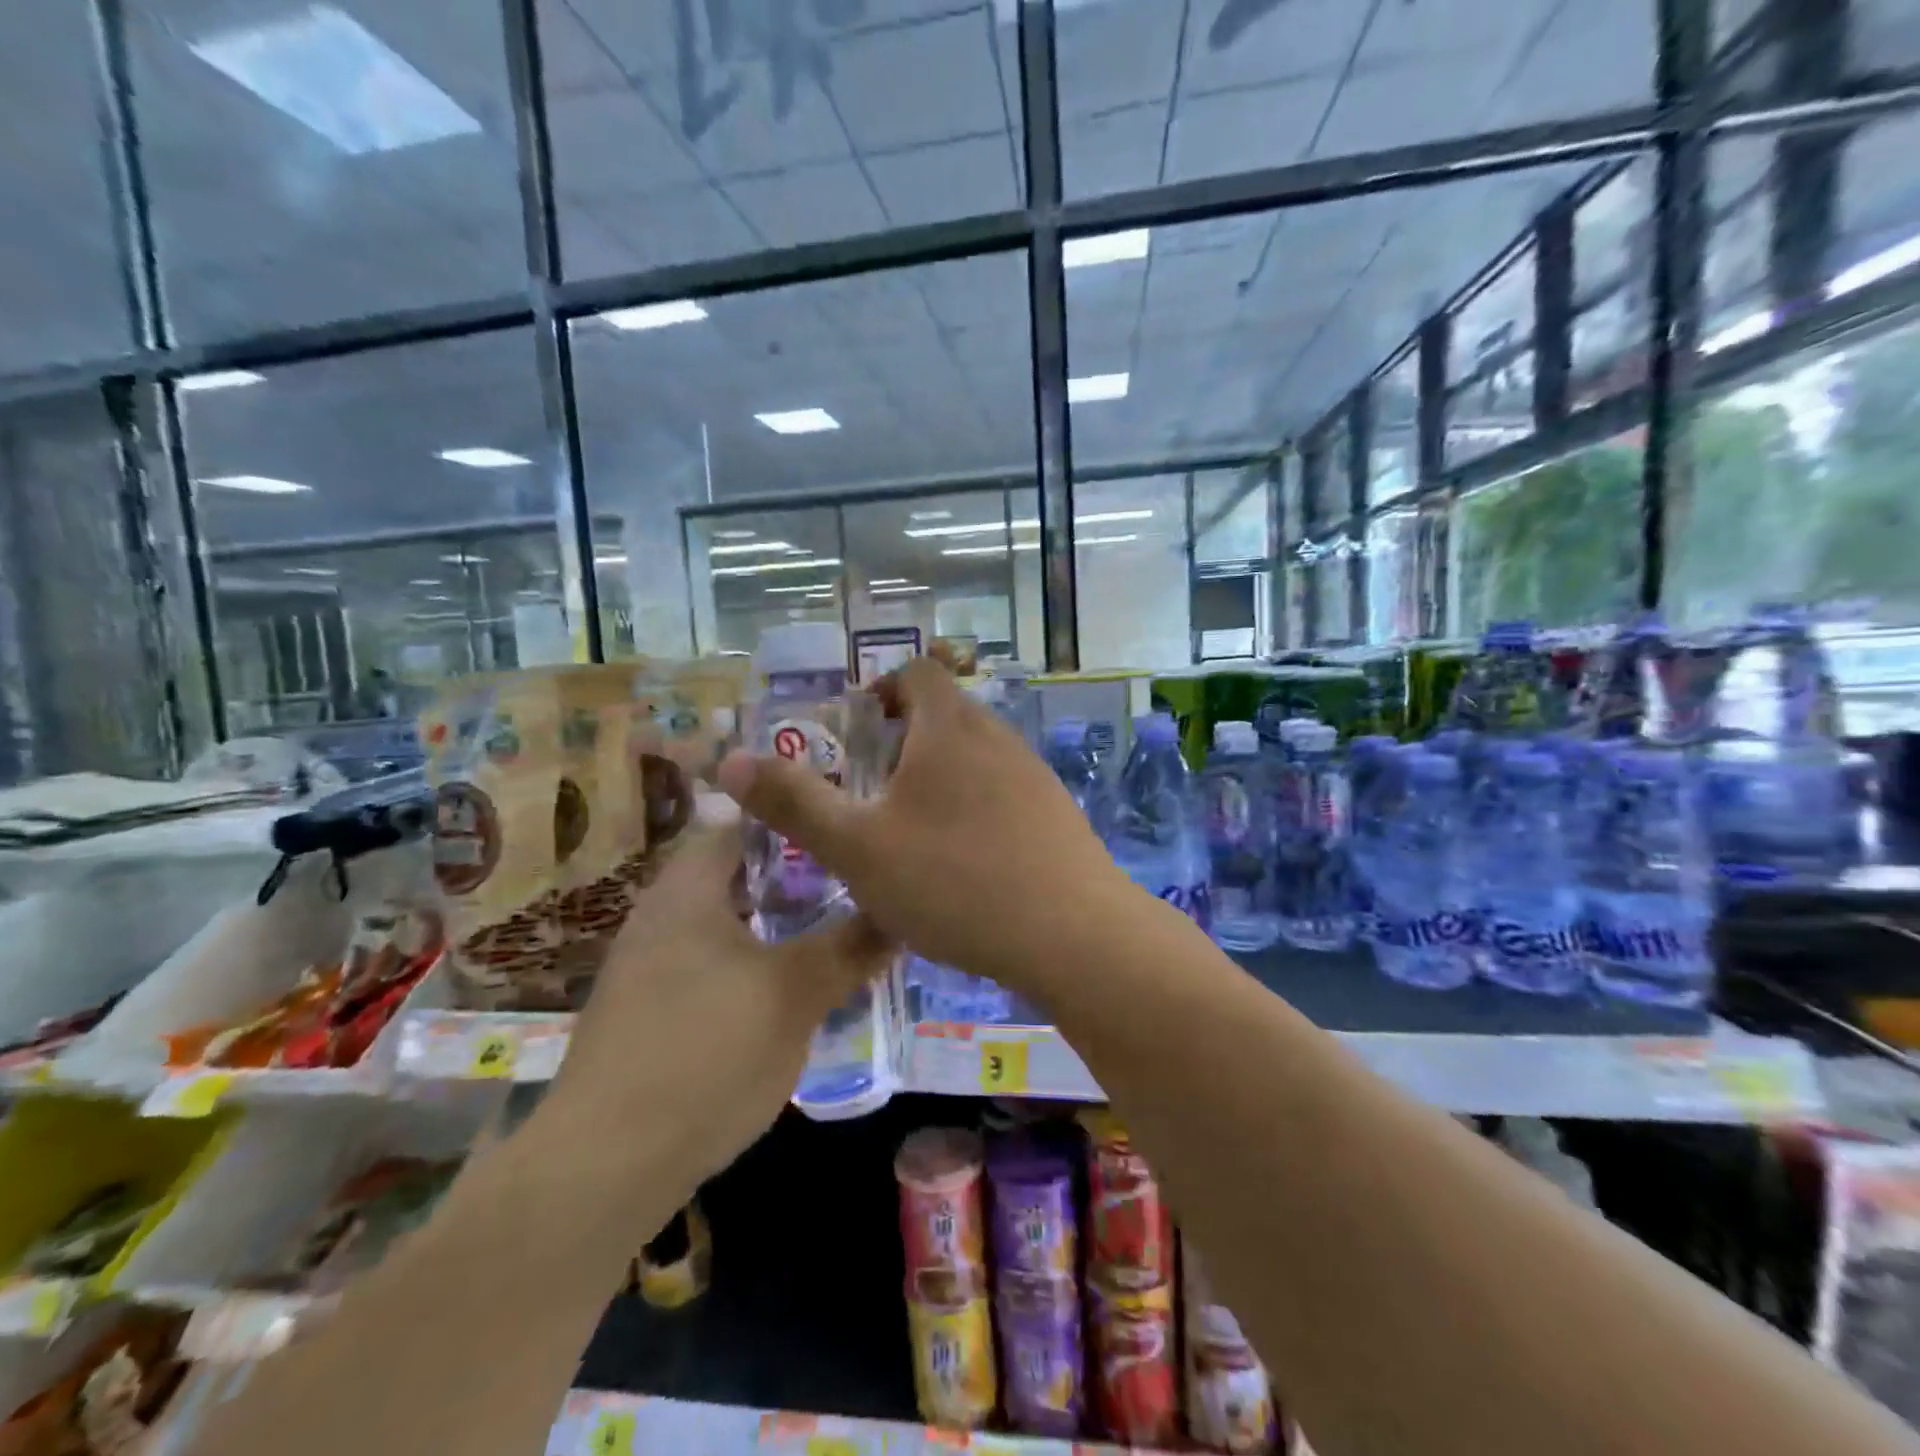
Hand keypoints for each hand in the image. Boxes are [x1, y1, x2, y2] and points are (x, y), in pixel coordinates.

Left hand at [545, 810, 892, 1182]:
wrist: (604, 1166)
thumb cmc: (707, 1053)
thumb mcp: (796, 994)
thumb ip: (851, 947)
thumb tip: (902, 912)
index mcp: (688, 890)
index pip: (744, 825)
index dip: (798, 822)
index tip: (847, 831)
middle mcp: (660, 916)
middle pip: (737, 876)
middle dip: (796, 879)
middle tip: (852, 887)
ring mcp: (647, 967)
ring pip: (726, 924)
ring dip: (775, 925)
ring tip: (831, 935)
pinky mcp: (647, 1014)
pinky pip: (709, 965)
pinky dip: (750, 964)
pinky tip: (785, 994)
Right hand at [716, 659, 1135, 993]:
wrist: (1075, 936)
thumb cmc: (955, 880)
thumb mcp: (856, 847)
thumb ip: (793, 802)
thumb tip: (728, 760)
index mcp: (949, 727)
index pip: (916, 671)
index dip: (881, 689)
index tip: (855, 734)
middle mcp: (997, 737)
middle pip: (944, 715)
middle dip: (901, 744)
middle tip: (869, 795)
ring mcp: (1034, 776)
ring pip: (974, 759)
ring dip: (937, 782)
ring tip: (909, 836)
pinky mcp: (1057, 816)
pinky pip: (1002, 796)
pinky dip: (972, 812)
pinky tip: (962, 869)